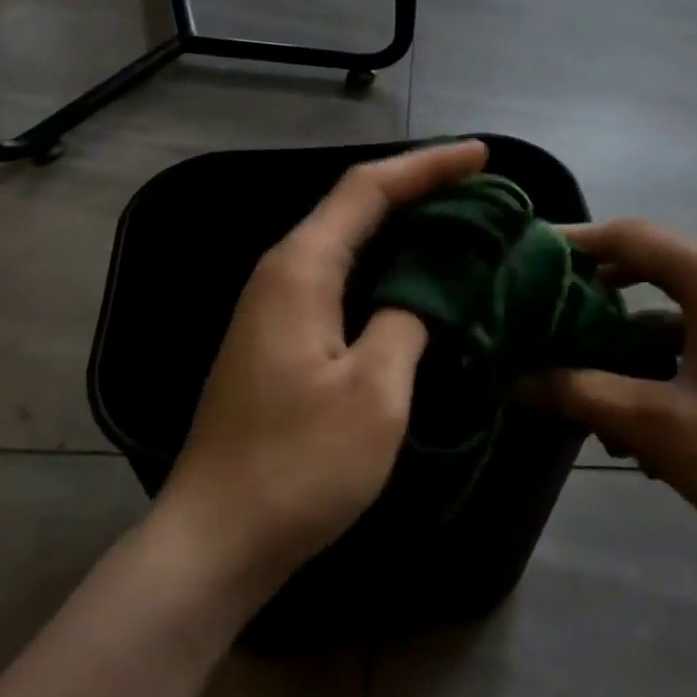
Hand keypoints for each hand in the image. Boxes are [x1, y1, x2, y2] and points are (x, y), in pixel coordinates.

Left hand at [154, 139, 489, 602]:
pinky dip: (387, 262)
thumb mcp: (374, 392)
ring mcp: (277, 304)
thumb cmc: (297, 466)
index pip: (369, 188)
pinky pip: (343, 274)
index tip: (481, 155)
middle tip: (481, 186)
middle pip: (356, 204)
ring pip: (349, 239)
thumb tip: (427, 288)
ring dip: (404, 223)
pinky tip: (419, 276)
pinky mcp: (281, 335)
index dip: (427, 165)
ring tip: (461, 219)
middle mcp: (283, 270)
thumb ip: (408, 320)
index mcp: (302, 267)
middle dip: (420, 186)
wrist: (215, 541)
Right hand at [533, 219, 696, 601]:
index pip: (627, 235)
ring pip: (664, 312)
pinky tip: (627, 425)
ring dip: (620, 344)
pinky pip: (689, 343)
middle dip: (590, 295)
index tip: (524, 257)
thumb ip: (581, 393)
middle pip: (644, 268)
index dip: (573, 241)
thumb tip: (516, 378)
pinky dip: (653, 368)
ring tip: (573, 383)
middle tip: (539, 315)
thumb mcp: (658, 425)